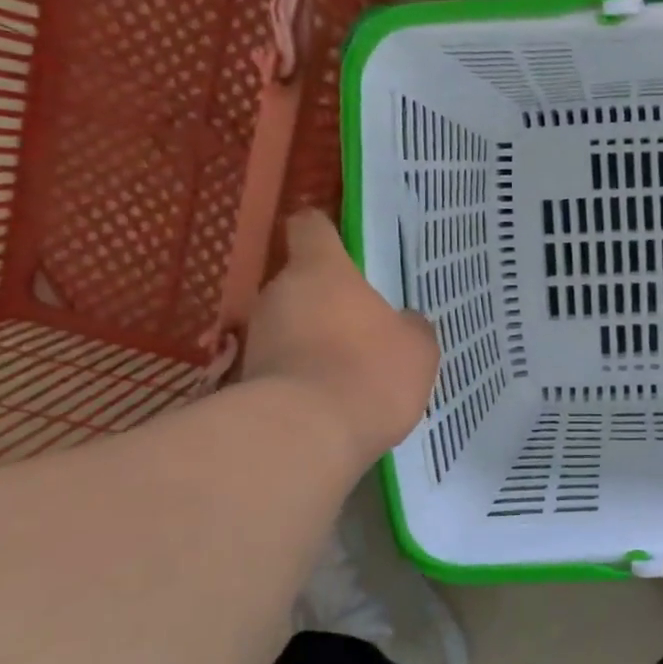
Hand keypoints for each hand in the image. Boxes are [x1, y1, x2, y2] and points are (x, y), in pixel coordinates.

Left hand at [241, 210, 438, 459]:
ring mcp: (256, 336)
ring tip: (346, 369)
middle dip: (327, 300)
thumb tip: (403, 322)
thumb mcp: (417, 348)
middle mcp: (279, 293)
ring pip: (289, 324)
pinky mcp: (245, 379)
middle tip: (362, 325)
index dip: (325, 231)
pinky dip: (300, 374)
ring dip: (312, 339)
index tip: (341, 243)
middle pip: (301, 282)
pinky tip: (329, 400)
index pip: (311, 227)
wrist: (304, 436)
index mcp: (322, 271)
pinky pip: (281, 364)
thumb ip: (410, 327)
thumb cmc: (370, 372)